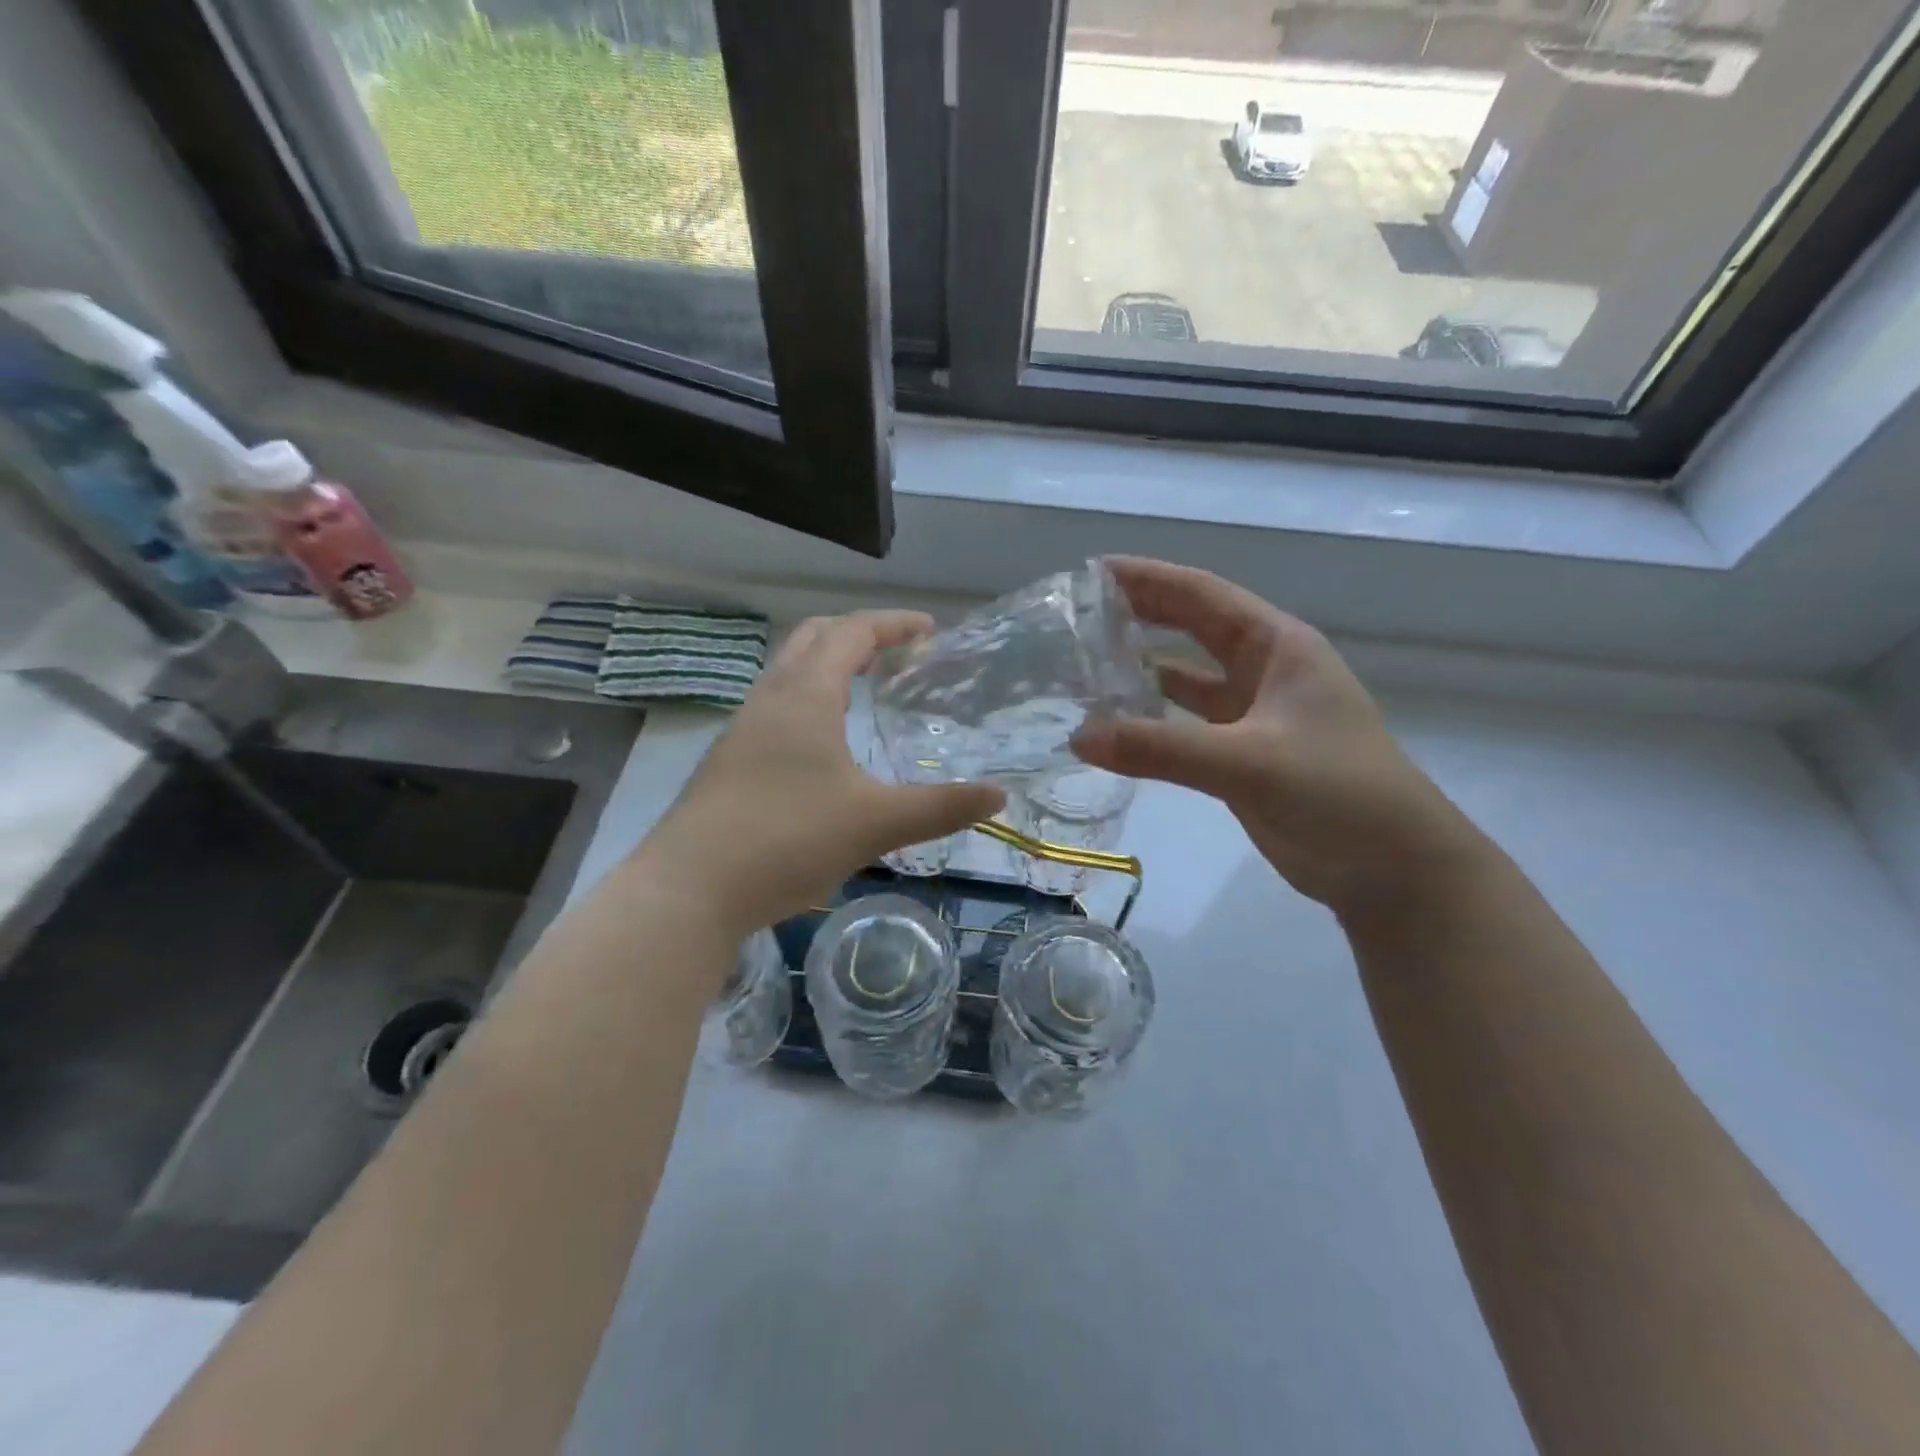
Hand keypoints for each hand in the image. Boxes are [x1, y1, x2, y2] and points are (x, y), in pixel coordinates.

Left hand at [640, 611, 1004, 938]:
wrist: (689, 889)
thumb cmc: (787, 840)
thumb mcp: (876, 824)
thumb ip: (940, 808)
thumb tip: (999, 796)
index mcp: (806, 697)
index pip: (852, 633)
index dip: (894, 624)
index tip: (930, 629)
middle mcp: (769, 699)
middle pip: (812, 639)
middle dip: (858, 634)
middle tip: (897, 652)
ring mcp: (742, 730)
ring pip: (787, 672)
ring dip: (827, 665)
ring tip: (864, 689)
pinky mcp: (728, 761)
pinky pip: (774, 706)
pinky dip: (807, 699)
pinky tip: (821, 744)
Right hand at [1073, 558, 1478, 914]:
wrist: (1394, 869)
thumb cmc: (1339, 794)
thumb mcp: (1249, 763)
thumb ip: (1162, 749)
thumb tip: (1078, 737)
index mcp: (1277, 646)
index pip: (1202, 595)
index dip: (1148, 578)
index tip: (1091, 571)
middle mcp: (1263, 670)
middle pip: (1192, 628)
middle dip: (1139, 615)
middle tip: (1077, 613)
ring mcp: (1253, 715)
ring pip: (1186, 679)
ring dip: (1141, 669)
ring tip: (1083, 665)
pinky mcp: (1242, 757)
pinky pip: (1184, 726)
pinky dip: (1150, 722)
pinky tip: (1113, 727)